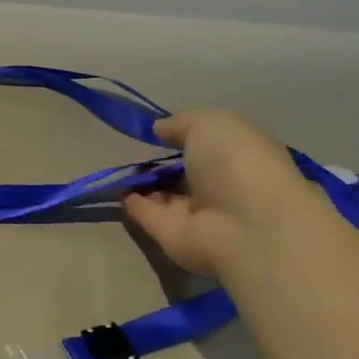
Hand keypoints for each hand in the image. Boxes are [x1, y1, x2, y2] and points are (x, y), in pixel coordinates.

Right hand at [122, 110, 314, 276]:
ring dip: (142, 182)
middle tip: (132, 149)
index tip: (158, 131)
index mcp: (238, 157)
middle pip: (184, 172)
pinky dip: (130, 202)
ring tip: (117, 165)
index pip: (208, 145)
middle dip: (160, 161)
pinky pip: (146, 214)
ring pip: (163, 194)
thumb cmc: (236, 163)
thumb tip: (159, 129)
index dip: (184, 136)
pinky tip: (115, 187)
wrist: (243, 225)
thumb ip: (181, 123)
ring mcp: (195, 213)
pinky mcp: (171, 234)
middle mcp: (219, 186)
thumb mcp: (210, 124)